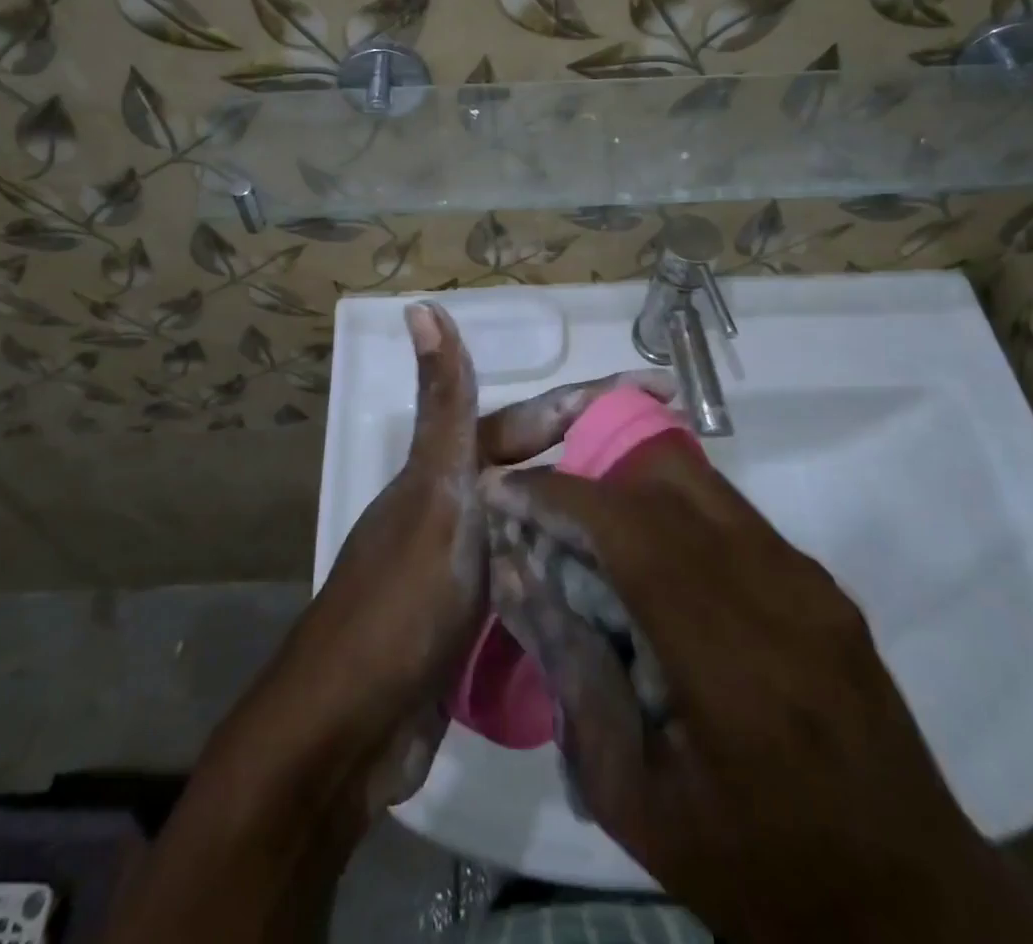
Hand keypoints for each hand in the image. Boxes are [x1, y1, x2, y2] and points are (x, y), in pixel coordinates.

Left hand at [296, 302, 673, 807]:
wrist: (351, 726)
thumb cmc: (402, 600)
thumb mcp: (435, 492)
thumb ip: (443, 403)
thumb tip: (420, 306)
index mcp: (457, 469)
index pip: (540, 416)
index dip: (599, 397)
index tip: (665, 388)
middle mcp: (469, 505)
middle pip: (550, 466)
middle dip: (609, 453)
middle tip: (680, 458)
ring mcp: (479, 562)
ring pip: (550, 521)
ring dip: (599, 511)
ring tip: (668, 512)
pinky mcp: (489, 618)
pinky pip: (546, 576)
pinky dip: (580, 569)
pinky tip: (627, 578)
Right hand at [481, 442, 1032, 943]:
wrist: (914, 903)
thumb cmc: (761, 872)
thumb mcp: (638, 801)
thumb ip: (573, 676)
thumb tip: (518, 575)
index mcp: (732, 663)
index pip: (631, 531)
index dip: (559, 495)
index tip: (504, 489)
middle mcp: (778, 593)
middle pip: (668, 477)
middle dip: (591, 474)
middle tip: (546, 510)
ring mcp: (809, 578)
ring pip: (701, 481)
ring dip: (632, 486)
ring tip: (592, 532)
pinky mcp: (822, 580)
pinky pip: (730, 512)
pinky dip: (673, 511)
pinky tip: (654, 564)